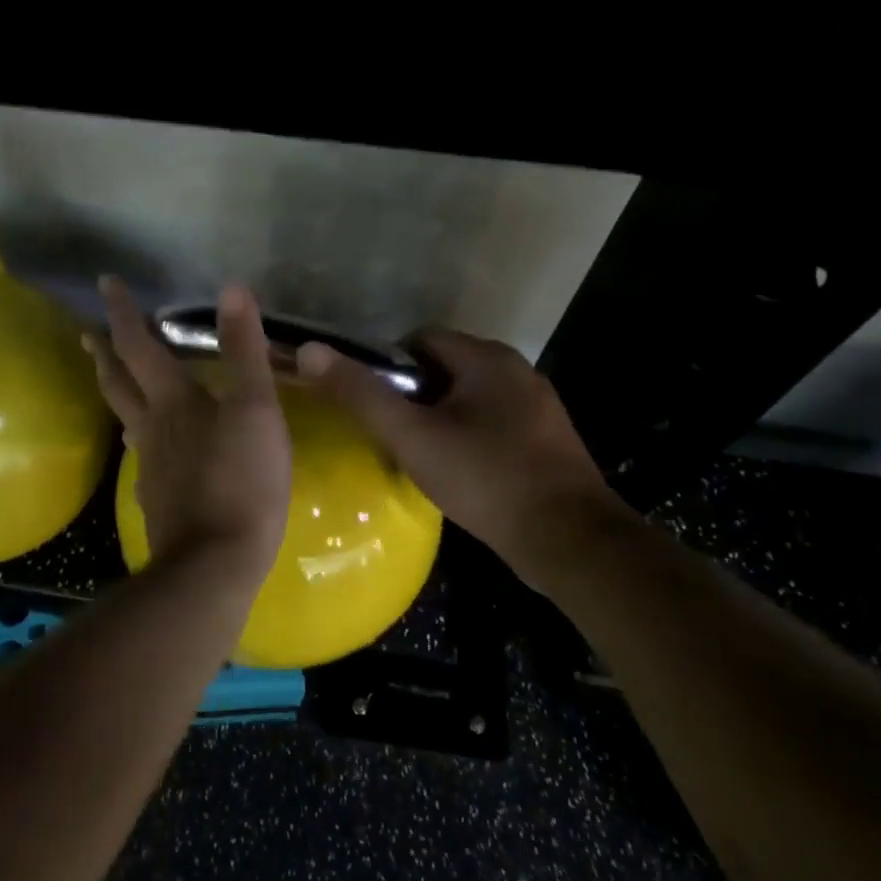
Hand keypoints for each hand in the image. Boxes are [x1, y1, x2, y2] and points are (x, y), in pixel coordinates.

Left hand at [85, 279, 291, 578]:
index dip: (123, 312)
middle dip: (104, 353)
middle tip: (90, 333)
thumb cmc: (241, 480)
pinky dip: (143, 437)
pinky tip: (154, 448)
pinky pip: (144, 456)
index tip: (106, 283)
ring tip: (118, 381)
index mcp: (172, 402)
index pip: (139, 345)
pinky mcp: (158, 499)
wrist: (215, 564)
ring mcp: (150, 467)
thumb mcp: (256, 410)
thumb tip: (232, 288)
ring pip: (127, 420)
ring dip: (118, 393)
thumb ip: (244, 351)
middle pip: (118, 383)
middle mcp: (151, 429)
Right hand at [296, 328, 625, 581]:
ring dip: (440, 419)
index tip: (374, 406)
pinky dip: (468, 437)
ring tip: (420, 457)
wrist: (570, 541)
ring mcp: (537, 406)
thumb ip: (361, 394)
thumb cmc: (486, 479)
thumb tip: (310, 351)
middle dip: (413, 396)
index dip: (388, 367)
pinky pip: (493, 423)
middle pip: (445, 368)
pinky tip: (459, 473)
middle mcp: (517, 370)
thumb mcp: (413, 437)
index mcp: (487, 358)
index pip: (420, 339)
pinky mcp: (546, 439)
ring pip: (469, 398)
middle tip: (392, 436)